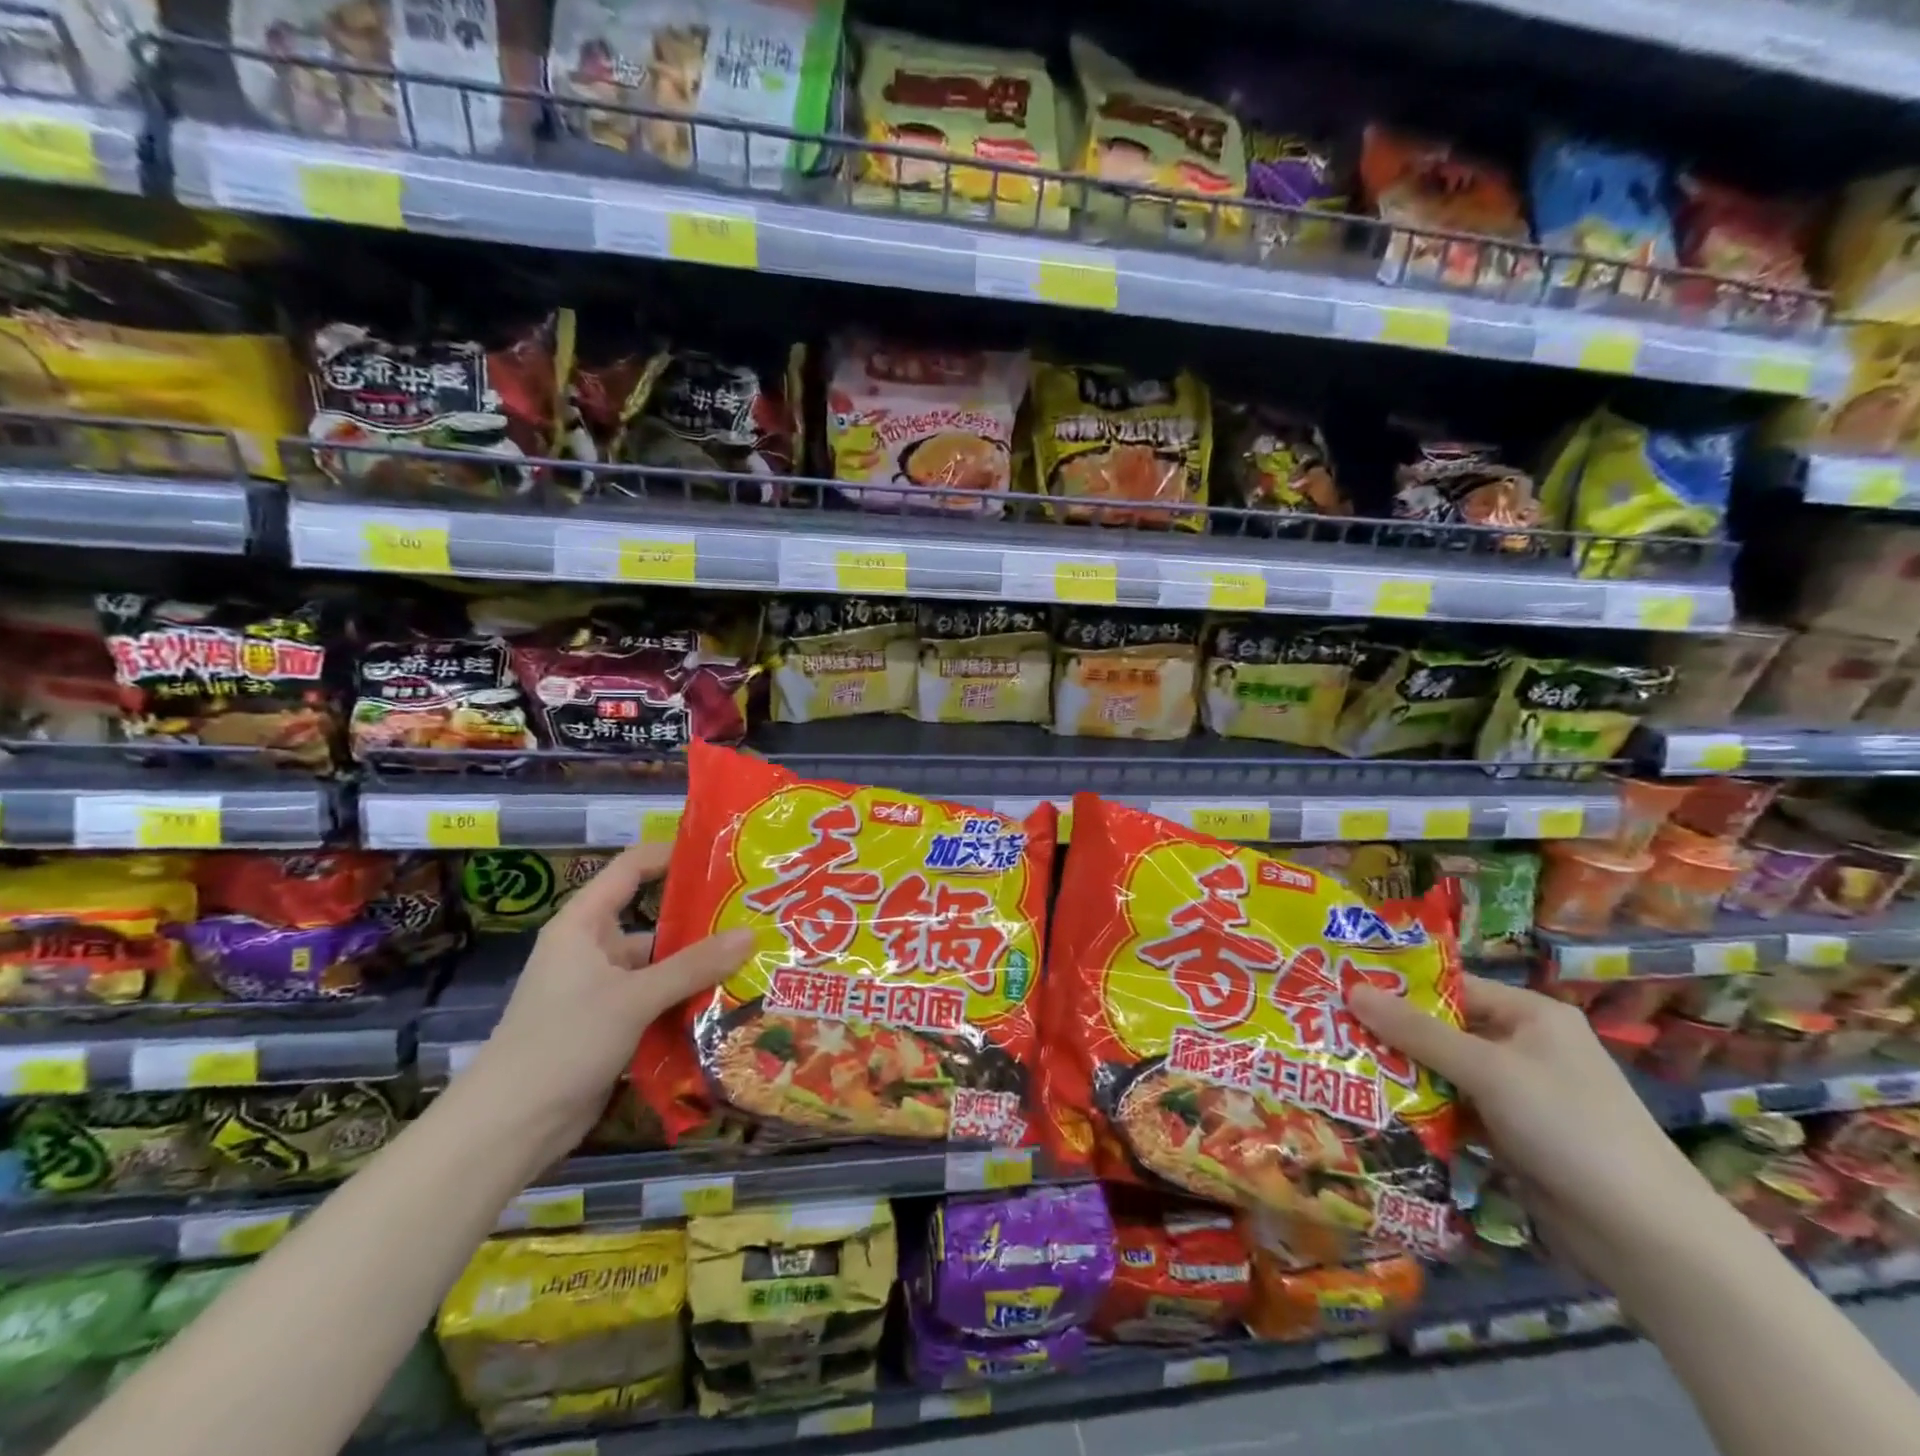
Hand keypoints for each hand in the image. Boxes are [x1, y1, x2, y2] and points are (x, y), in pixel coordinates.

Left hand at [467, 842, 753, 1164]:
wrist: (508, 1129)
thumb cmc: (563, 1043)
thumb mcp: (633, 998)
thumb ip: (693, 966)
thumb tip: (751, 934)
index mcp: (584, 925)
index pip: (630, 869)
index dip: (671, 856)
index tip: (721, 859)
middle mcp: (594, 950)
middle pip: (655, 923)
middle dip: (703, 924)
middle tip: (756, 919)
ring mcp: (603, 990)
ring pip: (661, 968)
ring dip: (700, 970)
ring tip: (755, 963)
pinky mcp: (612, 1027)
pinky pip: (658, 1003)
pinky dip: (687, 1003)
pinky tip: (729, 1006)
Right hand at [1349, 974, 1720, 1278]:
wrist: (1648, 1238)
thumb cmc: (1570, 1128)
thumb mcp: (1488, 1071)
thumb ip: (1417, 1032)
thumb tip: (1350, 990)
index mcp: (1530, 1015)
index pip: (1450, 987)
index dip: (1397, 987)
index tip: (1341, 990)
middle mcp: (1523, 1046)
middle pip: (1442, 1030)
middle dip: (1391, 1034)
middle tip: (1329, 1029)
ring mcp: (1518, 1094)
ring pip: (1444, 1072)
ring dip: (1402, 1075)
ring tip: (1341, 1067)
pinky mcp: (1511, 1135)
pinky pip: (1454, 1110)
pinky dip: (1423, 1111)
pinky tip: (1376, 1110)